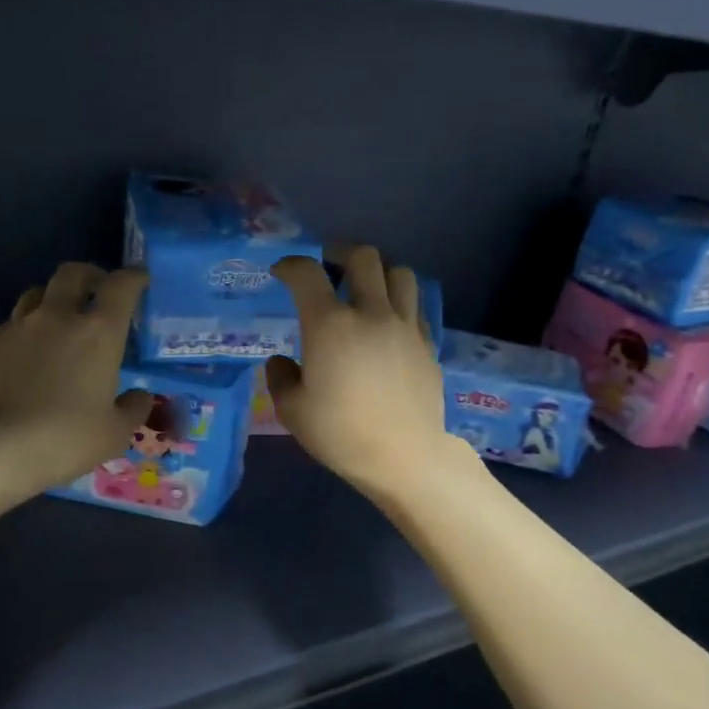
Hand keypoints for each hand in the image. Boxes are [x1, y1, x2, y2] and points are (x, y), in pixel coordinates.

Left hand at [0, 264, 152, 504]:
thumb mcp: (114, 433)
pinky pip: (10, 328)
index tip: (140, 279)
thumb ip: (133, 409)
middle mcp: (57, 319)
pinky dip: (24, 335)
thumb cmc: (64, 439)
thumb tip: (139, 396)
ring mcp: (16, 329)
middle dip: (89, 275)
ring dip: (52, 300)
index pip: (121, 287)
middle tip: (97, 290)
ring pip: (36, 295)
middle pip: (72, 274)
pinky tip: (24, 363)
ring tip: (58, 322)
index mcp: (98, 333)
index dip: (133, 277)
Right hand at [268, 247, 463, 498]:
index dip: (290, 265)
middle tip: (329, 265)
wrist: (404, 456)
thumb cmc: (341, 434)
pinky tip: (388, 322)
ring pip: (400, 272)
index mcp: (331, 325)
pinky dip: (398, 302)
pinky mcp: (427, 342)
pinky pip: (415, 305)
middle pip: (363, 256)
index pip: (307, 273)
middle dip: (340, 252)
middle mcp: (371, 313)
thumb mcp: (292, 411)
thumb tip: (282, 362)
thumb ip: (281, 378)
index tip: (282, 272)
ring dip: (379, 271)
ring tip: (366, 287)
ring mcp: (405, 326)